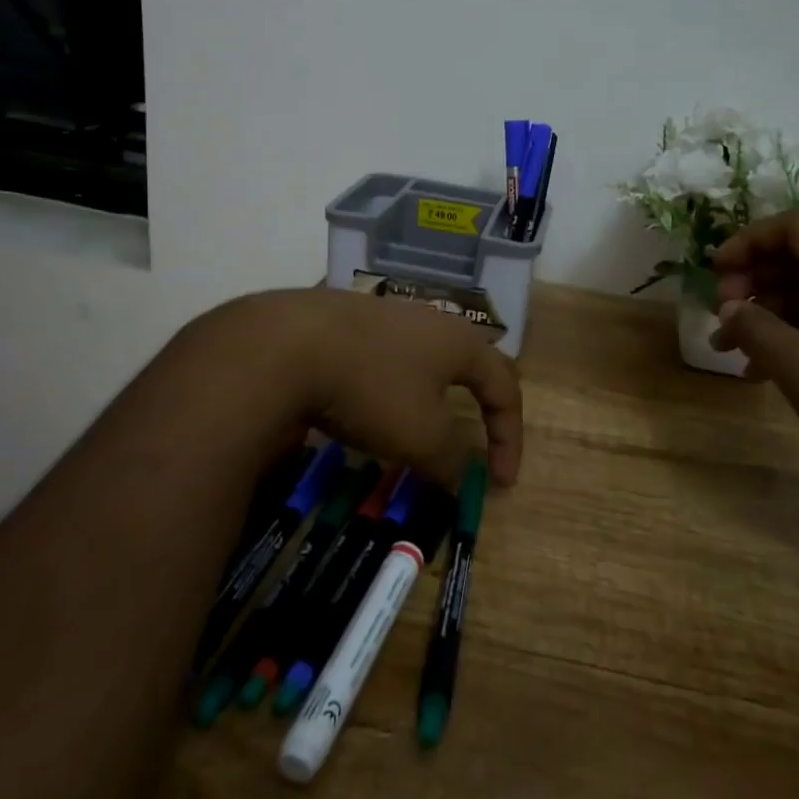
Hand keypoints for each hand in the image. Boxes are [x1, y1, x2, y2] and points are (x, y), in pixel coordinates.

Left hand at [238, 289, 523, 486]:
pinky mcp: (351, 318)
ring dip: (437, 393)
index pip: (506, 389)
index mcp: (462, 343)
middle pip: (474, 362)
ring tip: (426, 420)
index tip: (501, 484)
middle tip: (484, 435)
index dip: (510, 438)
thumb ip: (451, 462)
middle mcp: (432, 320)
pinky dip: (397, 383)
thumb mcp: (421, 438)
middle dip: (484, 402)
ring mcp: (389, 313)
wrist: (288, 344)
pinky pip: (391, 353)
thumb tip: (461, 481)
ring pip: (429, 355)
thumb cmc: (372, 389)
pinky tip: (374, 397)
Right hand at [709, 215, 798, 512]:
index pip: (794, 228)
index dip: (749, 240)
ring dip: (765, 313)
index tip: (717, 271)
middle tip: (722, 315)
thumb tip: (730, 308)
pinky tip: (763, 370)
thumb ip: (756, 329)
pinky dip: (791, 334)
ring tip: (730, 349)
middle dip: (752, 280)